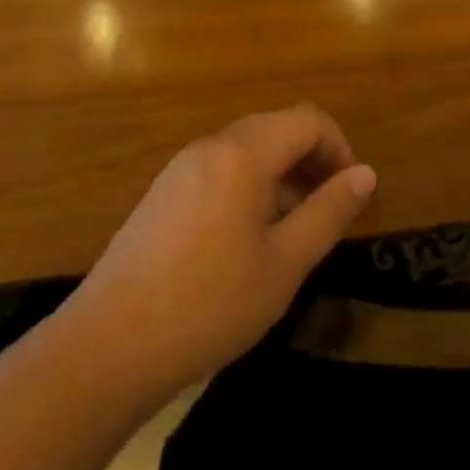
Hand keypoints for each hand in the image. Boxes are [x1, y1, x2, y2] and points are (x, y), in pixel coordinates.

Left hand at [66, 106, 374, 397]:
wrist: (105, 349)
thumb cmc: (208, 304)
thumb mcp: (284, 264)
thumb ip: (329, 213)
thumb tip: (364, 175)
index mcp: (244, 154)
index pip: (307, 120)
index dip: (339, 148)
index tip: (349, 193)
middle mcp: (210, 147)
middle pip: (276, 129)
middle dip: (311, 161)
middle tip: (326, 212)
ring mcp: (180, 169)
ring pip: (248, 151)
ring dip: (281, 176)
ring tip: (291, 232)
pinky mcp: (161, 195)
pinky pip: (220, 171)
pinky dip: (249, 188)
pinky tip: (246, 242)